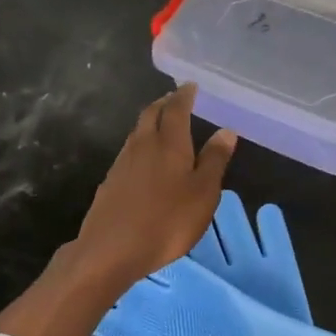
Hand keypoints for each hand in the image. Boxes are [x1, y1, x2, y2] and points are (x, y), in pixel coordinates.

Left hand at [73, 83, 236, 287]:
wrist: (111, 249)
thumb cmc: (167, 221)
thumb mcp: (203, 193)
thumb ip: (214, 161)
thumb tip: (226, 131)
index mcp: (168, 143)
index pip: (176, 109)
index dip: (184, 96)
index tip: (190, 86)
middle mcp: (142, 145)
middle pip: (150, 115)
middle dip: (164, 104)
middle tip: (175, 100)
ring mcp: (121, 163)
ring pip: (137, 133)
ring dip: (150, 124)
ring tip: (163, 126)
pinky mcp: (110, 182)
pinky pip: (129, 153)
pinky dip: (141, 146)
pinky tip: (146, 161)